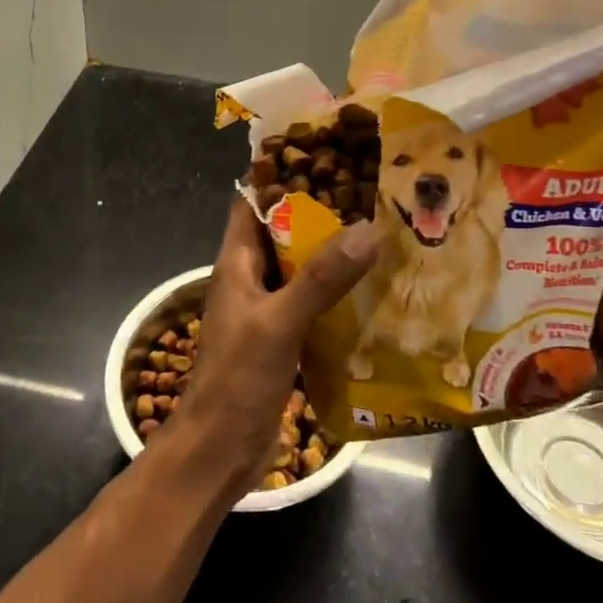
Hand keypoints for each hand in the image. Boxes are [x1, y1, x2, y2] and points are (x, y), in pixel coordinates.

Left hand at [165, 199, 376, 486]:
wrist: (219, 451)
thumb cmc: (237, 379)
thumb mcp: (279, 322)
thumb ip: (321, 278)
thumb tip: (368, 229)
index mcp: (237, 262)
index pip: (251, 202)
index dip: (279, 175)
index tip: (323, 152)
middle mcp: (250, 279)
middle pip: (283, 233)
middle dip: (320, 213)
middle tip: (370, 194)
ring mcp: (267, 310)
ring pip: (301, 269)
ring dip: (333, 255)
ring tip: (382, 234)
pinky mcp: (283, 339)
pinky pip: (312, 304)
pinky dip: (337, 294)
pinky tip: (374, 292)